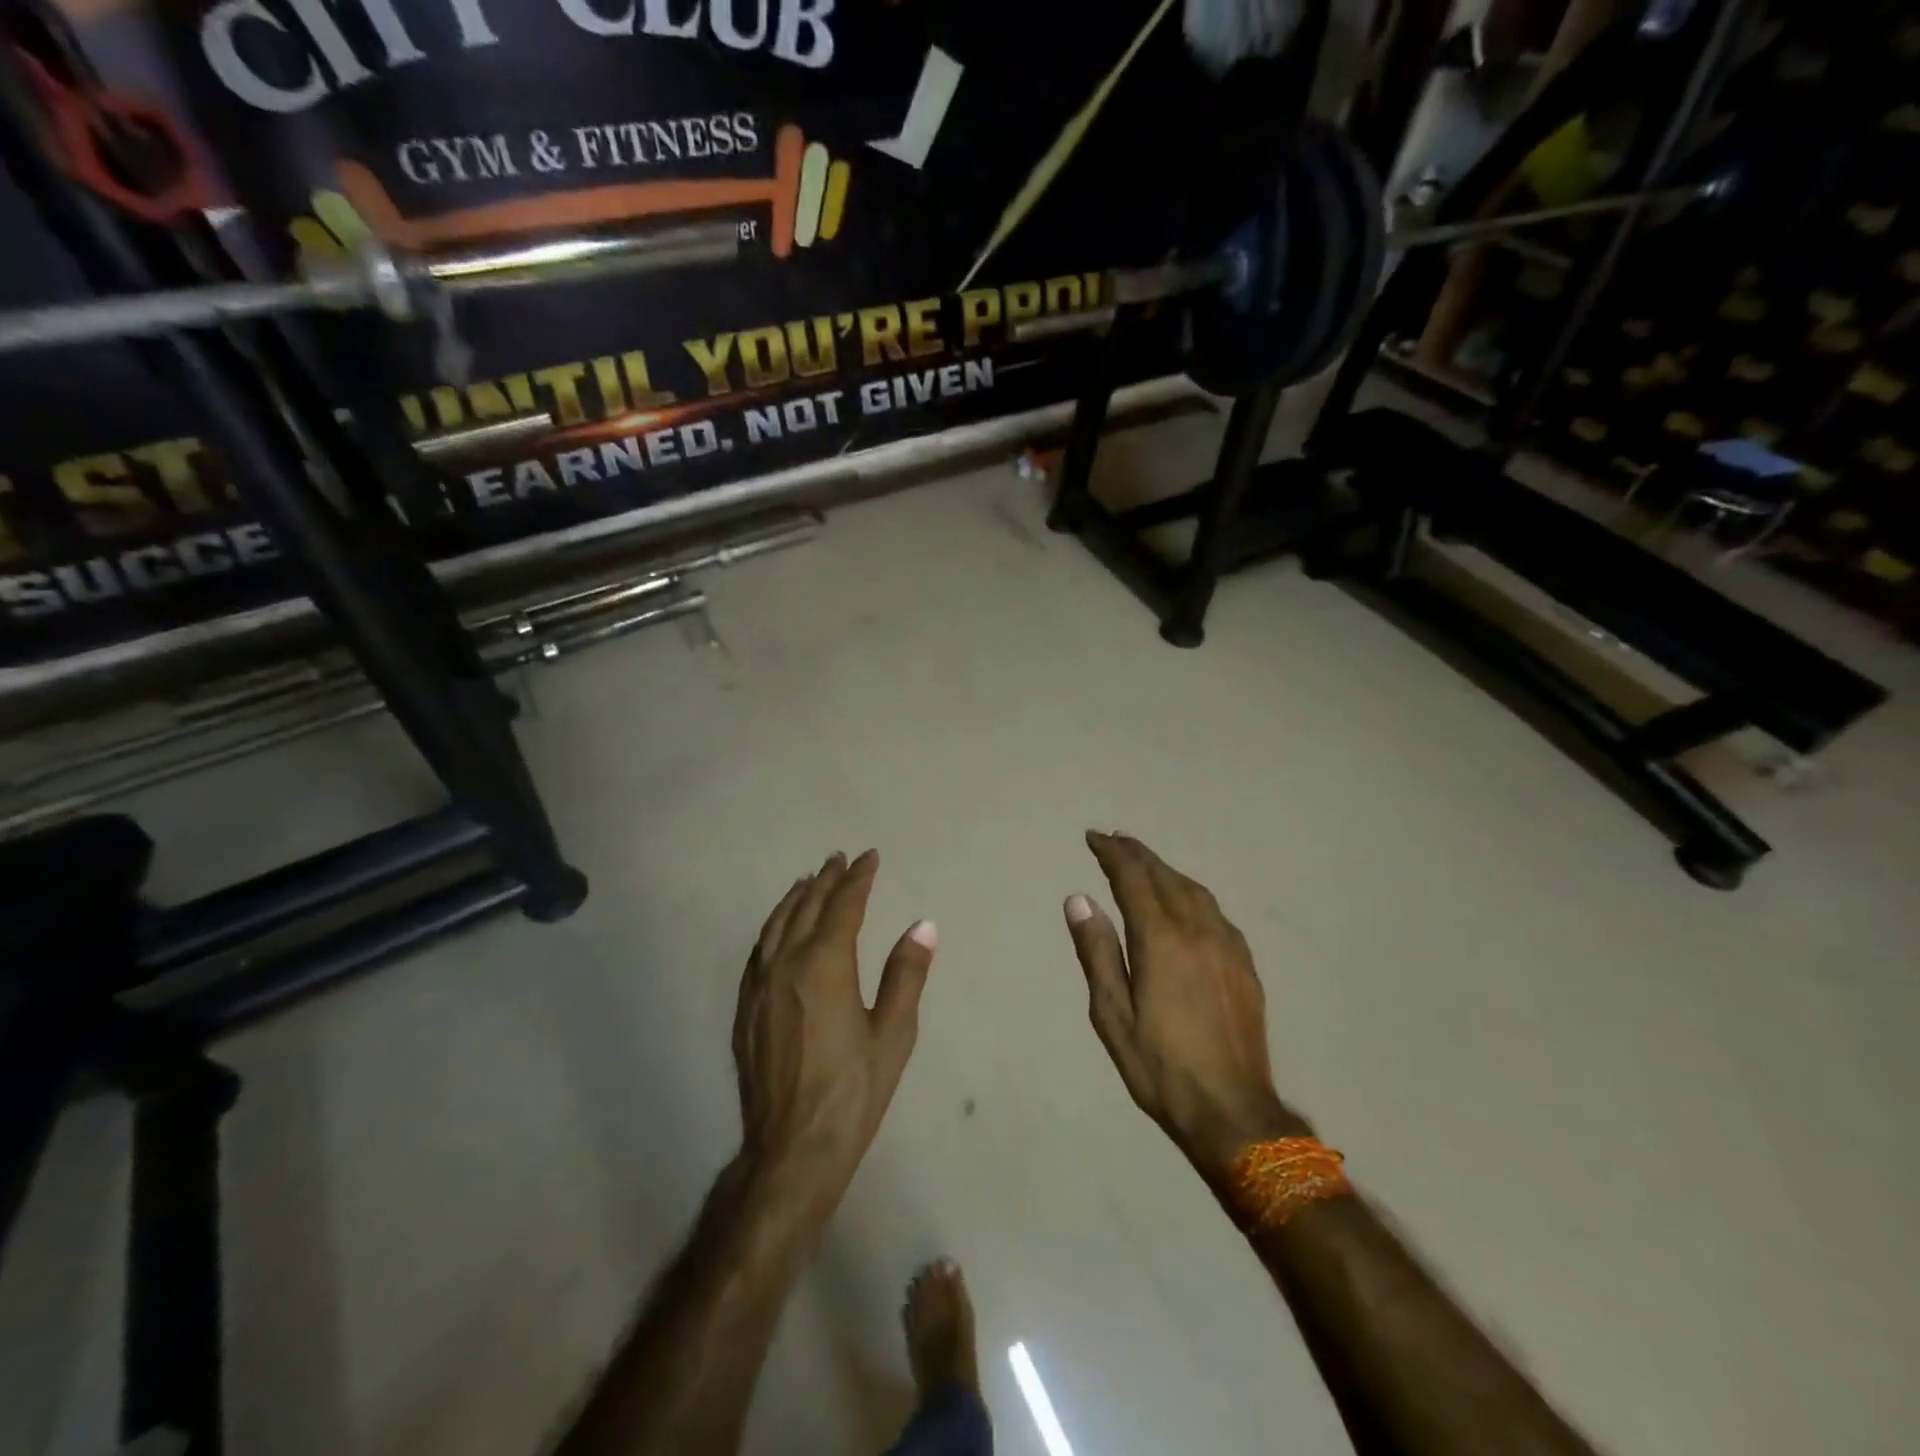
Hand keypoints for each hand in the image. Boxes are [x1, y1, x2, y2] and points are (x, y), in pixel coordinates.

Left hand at [733, 850, 935, 1203]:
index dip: (858, 878)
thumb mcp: (893, 1033)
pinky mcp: (745, 1008)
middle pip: (806, 907)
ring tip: (809, 880)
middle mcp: (786, 964)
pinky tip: (779, 929)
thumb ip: (906, 974)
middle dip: (826, 880)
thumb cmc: (853, 1091)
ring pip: (776, 925)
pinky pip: (759, 950)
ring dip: (795, 898)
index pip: (844, 905)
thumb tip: (923, 925)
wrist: (792, 1148)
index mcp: (825, 964)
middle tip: (840, 859)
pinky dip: (773, 926)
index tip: (870, 857)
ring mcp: (760, 985)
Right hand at [1065, 832, 1305, 1181]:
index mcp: (1162, 940)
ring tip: (1144, 863)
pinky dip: (1190, 893)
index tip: (1093, 838)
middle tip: (1114, 839)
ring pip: (1194, 890)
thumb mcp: (1112, 1015)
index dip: (1112, 854)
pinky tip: (1184, 902)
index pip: (1133, 879)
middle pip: (1165, 876)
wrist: (1232, 1111)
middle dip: (1137, 854)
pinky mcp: (1245, 964)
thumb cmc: (1160, 1067)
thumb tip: (1079, 899)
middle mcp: (1198, 930)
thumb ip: (1097, 952)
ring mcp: (1227, 946)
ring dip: (1165, 870)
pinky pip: (1214, 911)